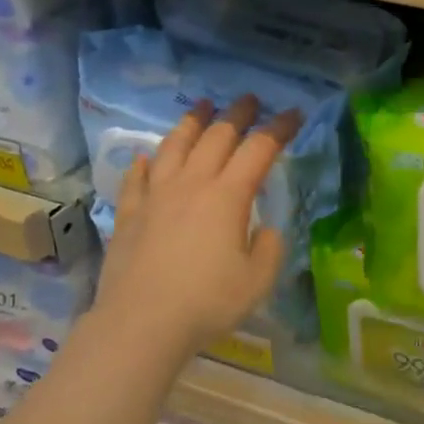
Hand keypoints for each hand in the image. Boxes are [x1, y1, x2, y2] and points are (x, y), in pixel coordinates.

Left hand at [93, 96, 300, 358]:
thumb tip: (263, 230)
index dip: (279, 129)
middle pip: (216, 137)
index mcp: (228, 196)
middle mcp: (192, 184)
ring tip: (203, 108)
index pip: (259, 150)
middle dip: (237, 115)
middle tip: (249, 101)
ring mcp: (156, 195)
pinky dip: (147, 162)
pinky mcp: (130, 213)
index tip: (293, 114)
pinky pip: (137, 177)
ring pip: (174, 146)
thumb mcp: (258, 280)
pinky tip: (148, 158)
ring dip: (192, 123)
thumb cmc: (208, 302)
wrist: (142, 322)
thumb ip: (269, 248)